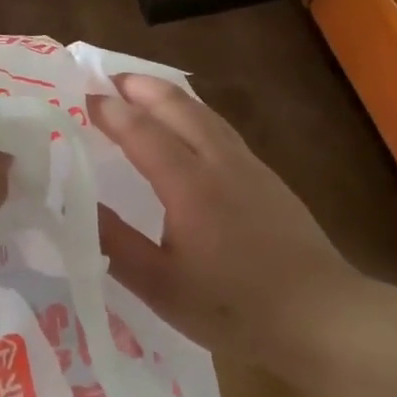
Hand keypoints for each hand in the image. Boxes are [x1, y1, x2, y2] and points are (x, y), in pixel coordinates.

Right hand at [87, 73, 361, 381]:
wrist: (324, 317)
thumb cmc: (235, 307)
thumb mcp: (161, 285)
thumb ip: (114, 242)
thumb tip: (72, 204)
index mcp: (189, 184)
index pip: (141, 131)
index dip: (109, 111)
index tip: (79, 97)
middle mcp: (219, 162)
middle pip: (177, 106)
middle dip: (140, 87)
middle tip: (107, 79)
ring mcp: (249, 166)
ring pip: (203, 113)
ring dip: (168, 95)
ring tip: (142, 91)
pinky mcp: (268, 178)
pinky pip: (221, 128)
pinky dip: (193, 113)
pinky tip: (190, 128)